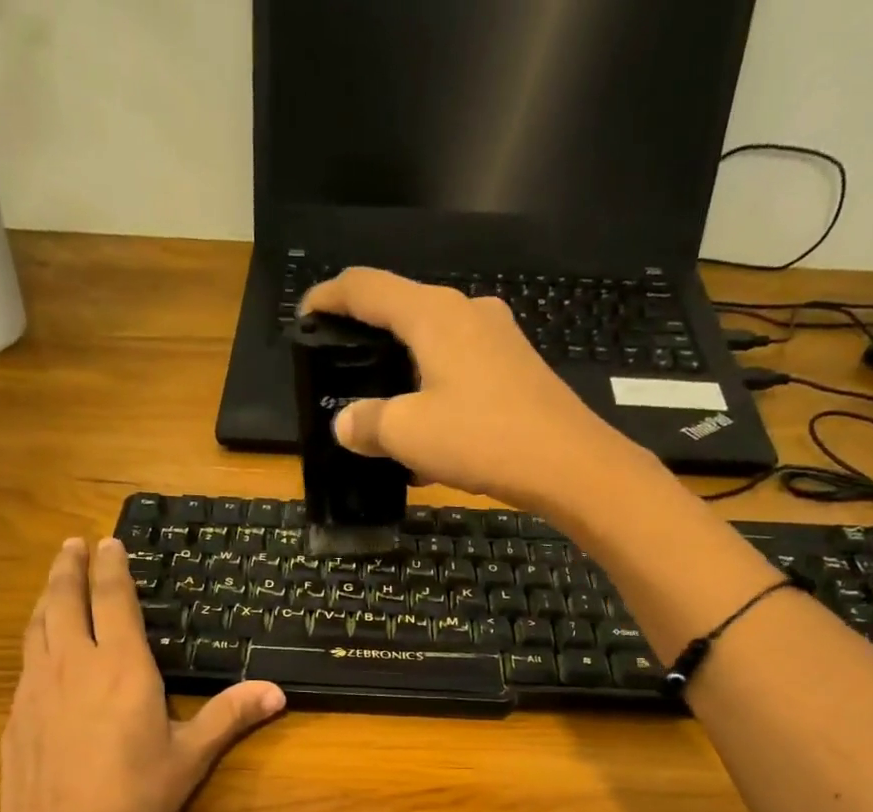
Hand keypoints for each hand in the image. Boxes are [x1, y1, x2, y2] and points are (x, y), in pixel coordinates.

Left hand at [0, 538, 285, 811]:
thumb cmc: (134, 800)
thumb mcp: (190, 758)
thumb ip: (229, 716)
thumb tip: (277, 691)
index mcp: (121, 668)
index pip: (113, 600)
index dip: (111, 568)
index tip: (109, 542)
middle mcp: (74, 664)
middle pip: (65, 599)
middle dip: (70, 566)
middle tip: (73, 543)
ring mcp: (36, 687)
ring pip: (38, 624)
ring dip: (48, 594)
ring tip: (55, 579)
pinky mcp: (16, 713)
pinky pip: (27, 658)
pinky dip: (36, 635)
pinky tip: (42, 647)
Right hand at [298, 267, 660, 519]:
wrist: (567, 463)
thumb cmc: (482, 438)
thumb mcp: (409, 434)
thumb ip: (368, 423)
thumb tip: (345, 423)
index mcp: (433, 314)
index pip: (367, 287)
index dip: (329, 296)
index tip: (305, 314)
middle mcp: (466, 312)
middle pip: (403, 312)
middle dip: (368, 339)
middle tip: (342, 369)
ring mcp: (496, 339)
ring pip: (433, 346)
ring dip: (403, 374)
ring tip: (382, 413)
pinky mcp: (515, 369)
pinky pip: (459, 371)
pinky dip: (433, 394)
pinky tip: (427, 437)